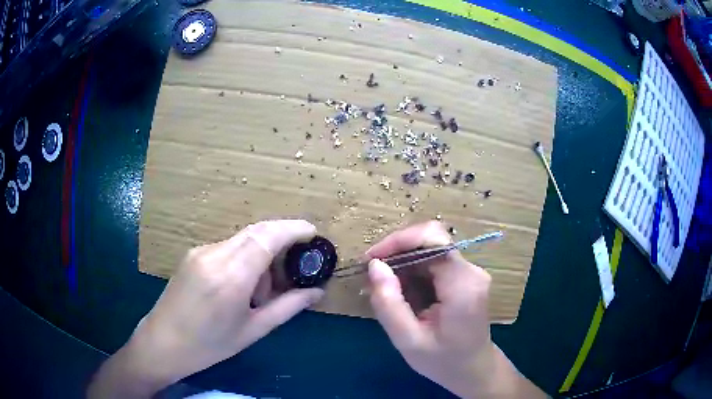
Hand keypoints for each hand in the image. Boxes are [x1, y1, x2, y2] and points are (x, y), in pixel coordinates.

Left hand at [88, 220, 323, 397]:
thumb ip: (288, 307)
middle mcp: (214, 254)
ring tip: (262, 291)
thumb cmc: (210, 345)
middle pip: (256, 231)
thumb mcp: (253, 330)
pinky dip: (243, 259)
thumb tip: (317, 293)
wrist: (163, 342)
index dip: (293, 229)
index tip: (313, 233)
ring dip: (261, 256)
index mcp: (231, 276)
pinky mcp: (193, 254)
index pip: (267, 237)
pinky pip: (227, 248)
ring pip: (242, 240)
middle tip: (296, 264)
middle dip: (281, 240)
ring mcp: (200, 251)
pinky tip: (240, 287)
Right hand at [367, 221, 545, 397]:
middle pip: (430, 241)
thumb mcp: (408, 340)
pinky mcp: (465, 277)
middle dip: (396, 252)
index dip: (399, 241)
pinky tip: (400, 291)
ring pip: (430, 250)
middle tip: (371, 276)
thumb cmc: (443, 361)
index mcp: (463, 285)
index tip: (371, 259)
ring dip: (402, 263)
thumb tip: (375, 265)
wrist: (474, 370)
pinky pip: (434, 263)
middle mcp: (471, 271)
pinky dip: (412, 271)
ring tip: (382, 287)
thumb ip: (389, 303)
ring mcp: (470, 273)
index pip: (433, 239)